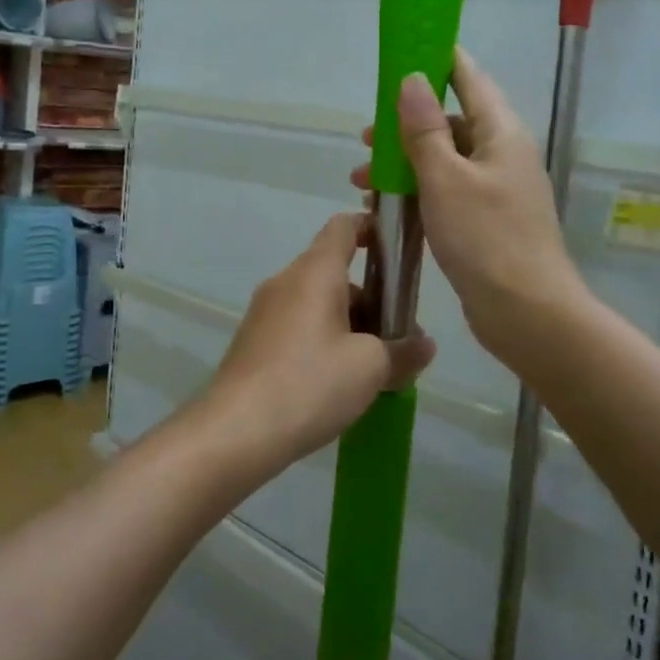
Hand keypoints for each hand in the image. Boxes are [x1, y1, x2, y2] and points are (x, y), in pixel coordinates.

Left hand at [196, 213, 435, 477]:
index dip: (373, 228)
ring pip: (316, 303)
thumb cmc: (310, 383)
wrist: (235, 432)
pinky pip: (297, 327)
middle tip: (396, 335)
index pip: (343, 226)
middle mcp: (285, 282)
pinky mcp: (253, 343)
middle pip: (334, 271)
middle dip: (370, 297)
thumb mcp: (370, 368)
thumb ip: (403, 351)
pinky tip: (336, 383)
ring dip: (348, 325)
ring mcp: (264, 312)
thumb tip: (424, 345)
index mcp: (314, 272)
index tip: (398, 251)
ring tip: (372, 368)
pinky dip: (323, 342)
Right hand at [352, 48, 585, 361]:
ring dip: (405, 164)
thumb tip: (412, 79)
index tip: (404, 51)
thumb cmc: (486, 238)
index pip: (470, 78)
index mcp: (501, 133)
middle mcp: (502, 154)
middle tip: (367, 136)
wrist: (527, 313)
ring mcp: (496, 189)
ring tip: (362, 179)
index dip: (439, 60)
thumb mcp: (446, 179)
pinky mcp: (486, 221)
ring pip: (444, 161)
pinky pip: (447, 192)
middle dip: (407, 125)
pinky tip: (386, 208)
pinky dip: (418, 192)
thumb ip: (425, 130)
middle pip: (452, 122)